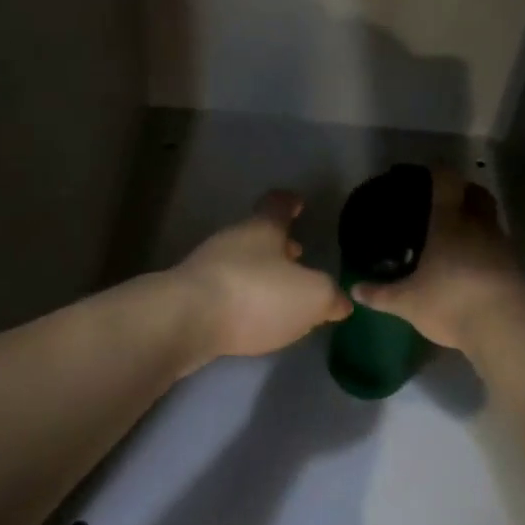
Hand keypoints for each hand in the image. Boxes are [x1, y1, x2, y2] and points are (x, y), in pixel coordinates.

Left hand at [175, 190, 351, 363]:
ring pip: (240, 262)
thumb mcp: (312, 296)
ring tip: (279, 294)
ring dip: (259, 273)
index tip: (299, 202)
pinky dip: (242, 298)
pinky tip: (251, 318)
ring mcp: (206, 267)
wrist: (185, 321)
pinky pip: (225, 290)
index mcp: (262, 229)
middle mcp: (232, 240)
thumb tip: (340, 302)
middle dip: (278, 245)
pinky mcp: (190, 297)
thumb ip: (330, 297)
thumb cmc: (256, 295)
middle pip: (257, 235)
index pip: (277, 204)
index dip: (290, 202)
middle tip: (298, 255)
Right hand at [351, 168, 524, 352]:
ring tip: (458, 233)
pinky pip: (499, 244)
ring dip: (478, 218)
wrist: (502, 329)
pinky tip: (473, 261)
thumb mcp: (407, 302)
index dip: (439, 171)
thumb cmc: (449, 302)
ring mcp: (501, 244)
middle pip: (477, 194)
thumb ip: (381, 294)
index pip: (447, 182)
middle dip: (464, 190)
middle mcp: (478, 225)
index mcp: (449, 222)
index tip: (428, 171)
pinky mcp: (515, 266)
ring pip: (491, 218)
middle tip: (446, 199)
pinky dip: (487, 245)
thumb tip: (355, 290)